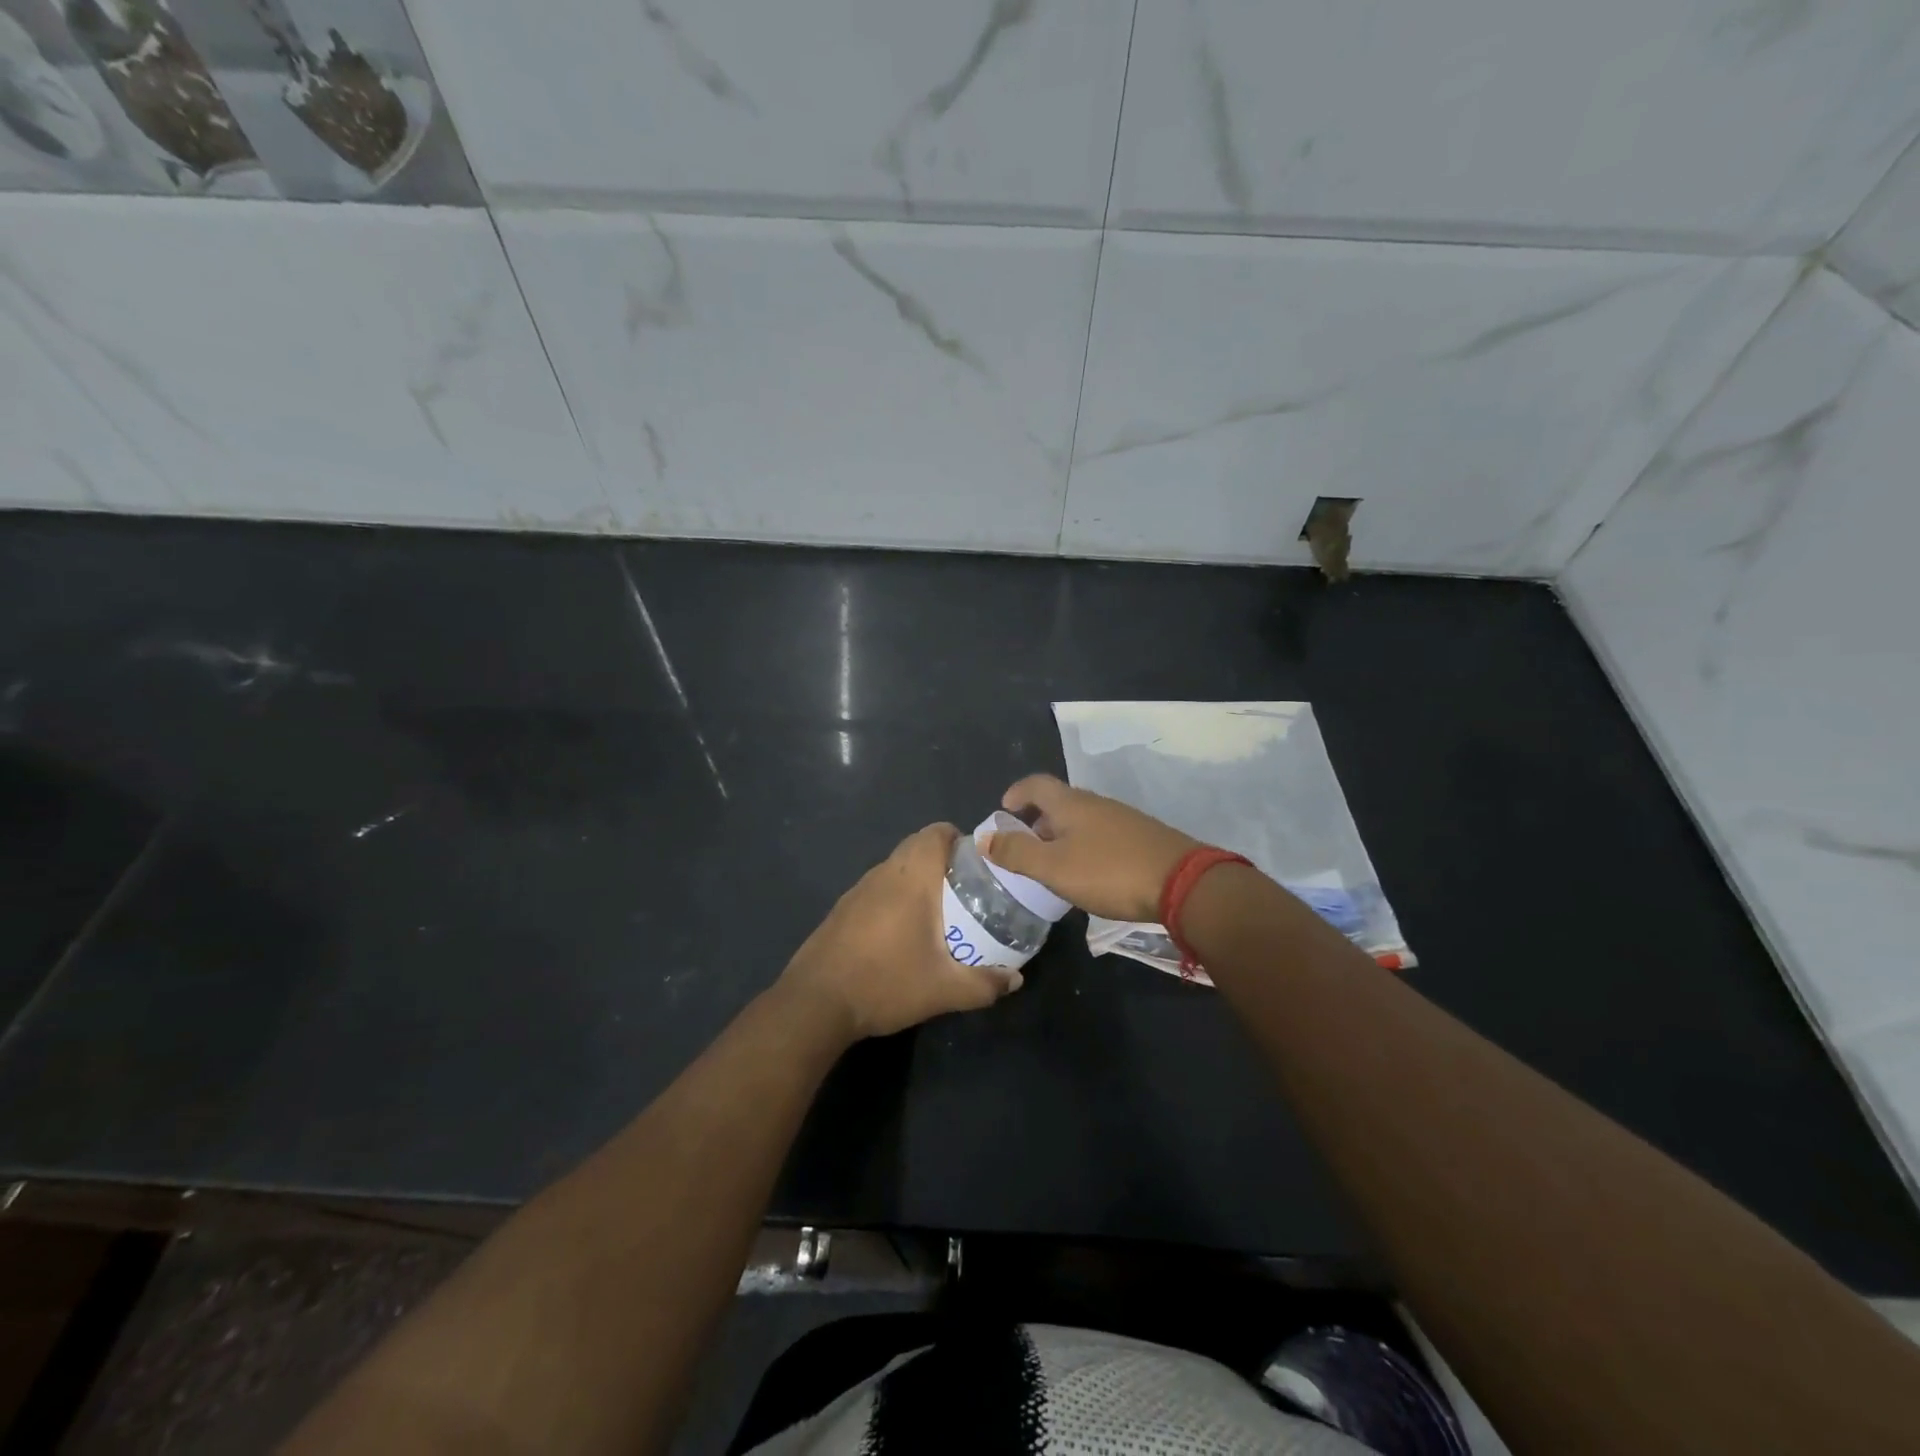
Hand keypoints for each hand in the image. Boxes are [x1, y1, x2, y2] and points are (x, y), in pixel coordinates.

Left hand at [779, 823, 1015, 1041]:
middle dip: (945, 861)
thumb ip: (984, 984)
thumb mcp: (943, 990)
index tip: (978, 864)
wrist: (815, 1003)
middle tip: (967, 891)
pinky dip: (897, 896)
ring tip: (941, 912)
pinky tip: (903, 933)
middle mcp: (884, 873)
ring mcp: (858, 889)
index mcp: (911, 877)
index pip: (937, 832)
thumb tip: (1016, 979)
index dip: (960, 839)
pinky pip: (879, 887)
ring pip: (897, 867)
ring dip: (919, 879)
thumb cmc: (885, 982)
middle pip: (918, 846)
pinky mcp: (843, 908)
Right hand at [984, 774, 1199, 923]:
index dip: (1016, 793)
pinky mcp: (1142, 838)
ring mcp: (1123, 819)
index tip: (1003, 810)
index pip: (1036, 784)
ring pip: (1082, 820)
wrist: (1182, 883)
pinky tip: (1089, 874)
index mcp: (1070, 804)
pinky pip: (1102, 835)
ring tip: (1053, 865)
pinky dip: (1085, 847)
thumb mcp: (1054, 867)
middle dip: (1037, 820)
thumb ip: (1017, 853)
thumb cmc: (1108, 871)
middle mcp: (1096, 803)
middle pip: (1059, 802)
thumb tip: (984, 837)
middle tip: (1024, 846)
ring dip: (1061, 836)